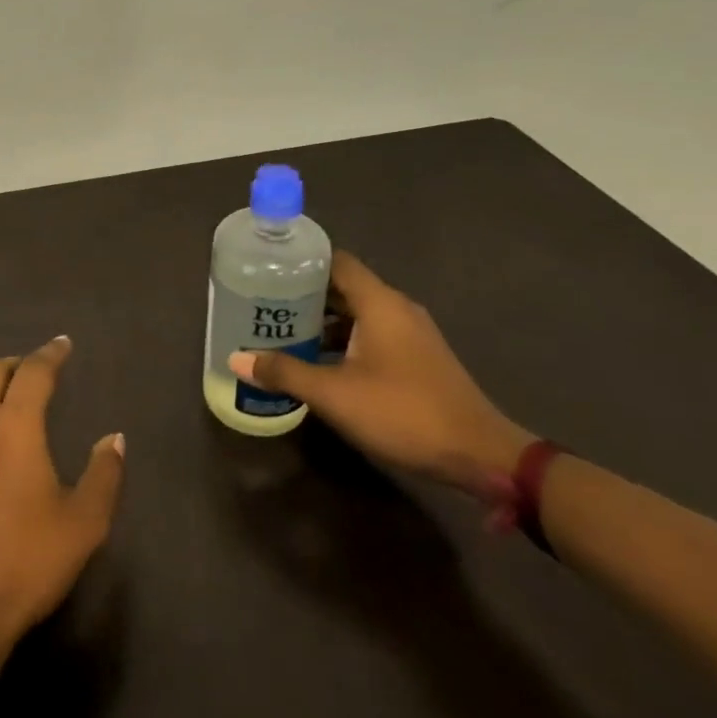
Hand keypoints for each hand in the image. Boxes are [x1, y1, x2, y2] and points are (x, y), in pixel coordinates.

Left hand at [0, 336, 125, 642]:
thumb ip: (104, 473)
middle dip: (16, 364)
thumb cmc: (27, 561)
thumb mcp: (84, 522)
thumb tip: (113, 438)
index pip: (33, 372)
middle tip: (37, 373)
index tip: (62, 344)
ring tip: (14, 410)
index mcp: (14, 426)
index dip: (50, 354)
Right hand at [230, 252, 533, 498]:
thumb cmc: (404, 413)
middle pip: (344, 286)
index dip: (302, 261)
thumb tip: (236, 359)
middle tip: (263, 302)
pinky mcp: (417, 359)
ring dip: (323, 320)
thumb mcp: (335, 395)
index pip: (337, 261)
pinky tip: (318, 361)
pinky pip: (371, 334)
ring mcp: (411, 335)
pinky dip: (343, 340)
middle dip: (304, 293)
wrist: (480, 456)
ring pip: (358, 313)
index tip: (267, 268)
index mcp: (380, 303)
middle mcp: (397, 309)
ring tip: (282, 331)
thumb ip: (285, 372)